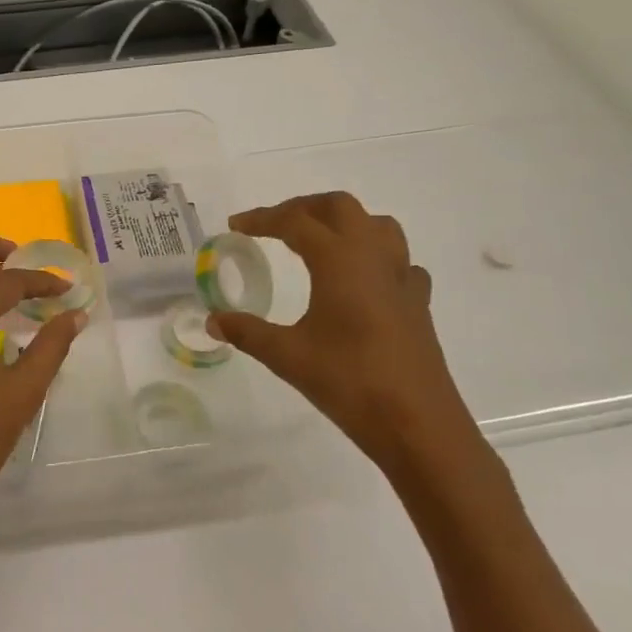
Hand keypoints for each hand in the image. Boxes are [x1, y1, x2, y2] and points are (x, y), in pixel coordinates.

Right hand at [208, 192, 480, 472]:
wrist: (418, 425)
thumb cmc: (350, 383)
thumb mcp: (287, 356)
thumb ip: (247, 332)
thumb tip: (213, 321)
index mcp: (339, 260)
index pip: (295, 221)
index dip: (262, 219)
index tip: (235, 226)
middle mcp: (373, 257)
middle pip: (340, 207)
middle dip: (304, 207)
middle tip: (274, 225)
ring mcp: (402, 278)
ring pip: (377, 225)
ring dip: (345, 222)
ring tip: (319, 241)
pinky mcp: (418, 303)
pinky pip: (399, 261)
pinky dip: (376, 257)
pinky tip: (362, 281)